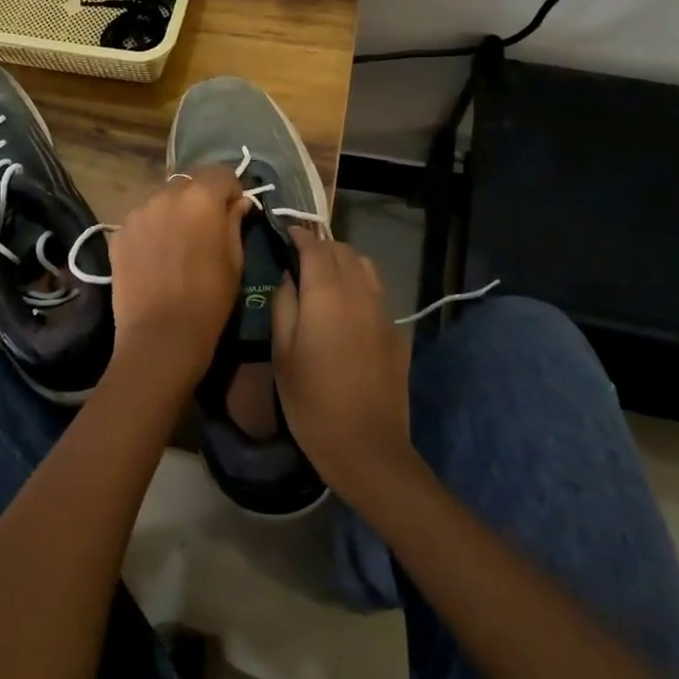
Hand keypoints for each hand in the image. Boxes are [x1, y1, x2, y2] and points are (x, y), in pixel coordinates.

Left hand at [106, 167, 248, 402]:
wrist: (160, 336)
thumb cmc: (209, 300)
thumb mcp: (235, 260)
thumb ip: (234, 222)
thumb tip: (236, 203)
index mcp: (201, 197)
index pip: (221, 173)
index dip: (232, 190)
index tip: (234, 212)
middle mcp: (166, 194)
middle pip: (189, 181)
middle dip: (201, 198)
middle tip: (207, 227)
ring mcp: (138, 211)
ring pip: (163, 199)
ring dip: (175, 212)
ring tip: (178, 244)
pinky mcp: (119, 231)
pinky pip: (143, 219)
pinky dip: (153, 228)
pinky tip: (157, 256)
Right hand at [272, 229, 415, 503]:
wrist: (367, 446)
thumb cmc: (312, 401)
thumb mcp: (282, 353)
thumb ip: (284, 304)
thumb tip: (289, 276)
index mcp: (326, 294)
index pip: (314, 246)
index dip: (299, 234)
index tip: (285, 232)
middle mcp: (359, 292)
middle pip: (342, 250)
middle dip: (320, 245)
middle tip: (299, 256)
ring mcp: (383, 311)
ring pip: (364, 266)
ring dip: (343, 261)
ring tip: (324, 276)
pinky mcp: (396, 331)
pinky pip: (377, 291)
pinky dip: (359, 284)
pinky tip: (346, 306)